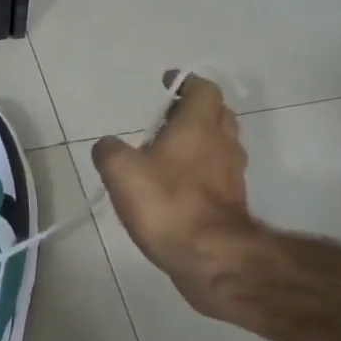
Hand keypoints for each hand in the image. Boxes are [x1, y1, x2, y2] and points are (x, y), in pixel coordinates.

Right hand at [92, 73, 255, 318]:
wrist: (210, 256)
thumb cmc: (166, 204)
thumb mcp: (121, 171)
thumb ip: (109, 151)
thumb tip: (108, 145)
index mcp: (199, 126)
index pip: (203, 89)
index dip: (186, 83)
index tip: (168, 84)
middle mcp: (222, 143)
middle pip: (217, 114)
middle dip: (194, 111)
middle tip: (166, 119)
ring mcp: (232, 175)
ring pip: (221, 144)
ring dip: (200, 141)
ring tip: (170, 152)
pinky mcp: (232, 203)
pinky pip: (219, 174)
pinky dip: (202, 171)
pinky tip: (178, 186)